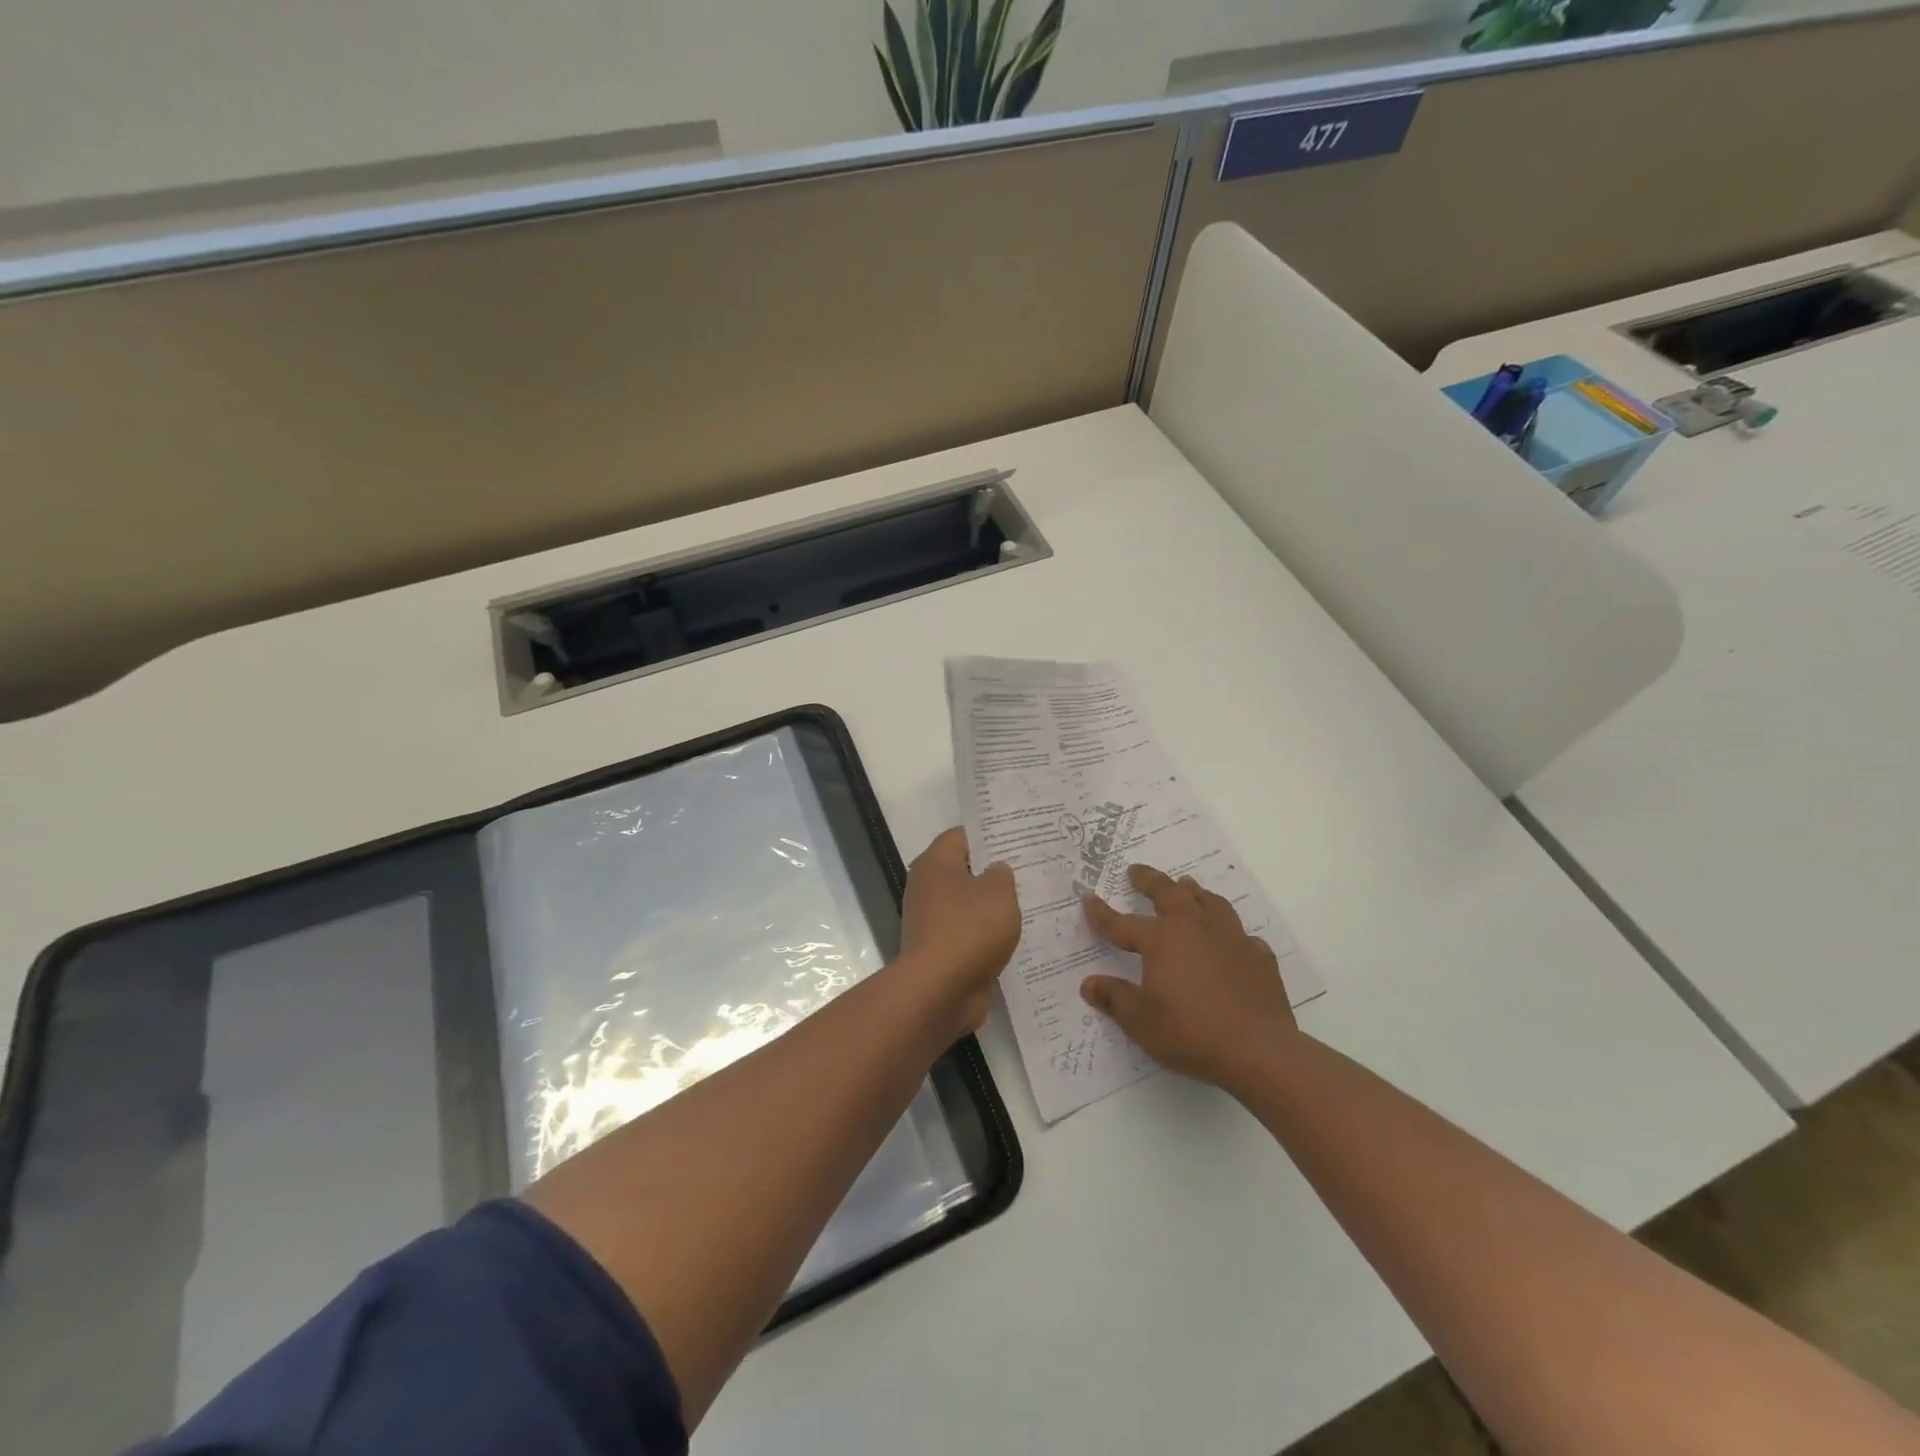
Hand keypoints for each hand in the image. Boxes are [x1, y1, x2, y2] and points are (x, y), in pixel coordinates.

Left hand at [899, 827, 1020, 1032]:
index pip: (962, 836)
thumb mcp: (998, 893)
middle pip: (965, 871)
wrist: (939, 992)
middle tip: (1032, 870)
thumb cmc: (968, 930)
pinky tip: (1019, 937)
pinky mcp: (942, 952)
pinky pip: (970, 935)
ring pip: (970, 906)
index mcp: (935, 864)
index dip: (990, 835)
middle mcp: (928, 888)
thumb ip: (1002, 874)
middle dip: (996, 872)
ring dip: (995, 908)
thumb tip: (996, 871)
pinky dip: (989, 937)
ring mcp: (932, 922)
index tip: (1020, 838)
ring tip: (1033, 903)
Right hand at [1080, 864, 1298, 1088]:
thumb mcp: (1140, 1021)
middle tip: (1136, 871)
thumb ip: (1114, 998)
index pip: (1122, 923)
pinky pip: (1241, 935)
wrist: (1259, 1050)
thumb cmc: (1190, 1032)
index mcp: (1161, 940)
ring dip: (1193, 892)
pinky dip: (1230, 932)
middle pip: (1169, 894)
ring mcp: (1230, 939)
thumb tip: (1089, 984)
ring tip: (1186, 886)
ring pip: (1209, 902)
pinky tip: (1230, 940)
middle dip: (1149, 880)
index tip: (1088, 898)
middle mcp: (1194, 928)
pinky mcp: (1258, 957)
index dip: (1101, 913)